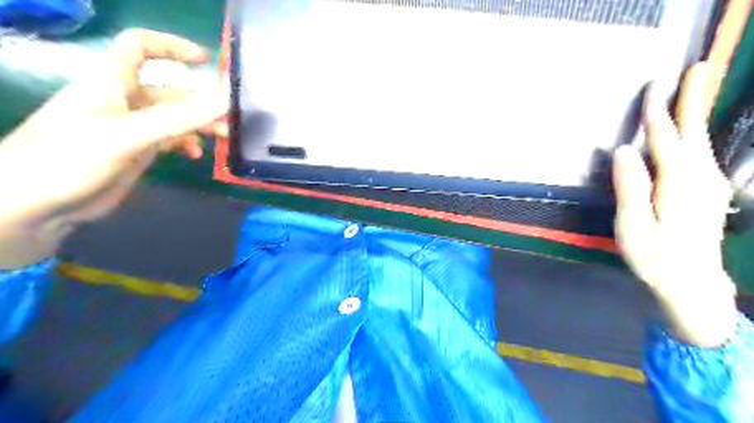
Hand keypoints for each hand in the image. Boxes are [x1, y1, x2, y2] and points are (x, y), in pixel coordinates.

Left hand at [0, 28, 229, 266]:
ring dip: (200, 126)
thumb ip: (178, 119)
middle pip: (171, 91)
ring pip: (175, 118)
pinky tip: (195, 156)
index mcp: (112, 83)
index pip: (140, 48)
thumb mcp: (128, 135)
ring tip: (222, 140)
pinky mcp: (138, 150)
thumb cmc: (71, 158)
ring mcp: (133, 127)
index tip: (206, 61)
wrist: (37, 204)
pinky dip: (187, 144)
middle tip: (229, 123)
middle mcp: (125, 100)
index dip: (171, 47)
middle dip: (201, 103)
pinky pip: (171, 139)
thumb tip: (224, 102)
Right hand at [611, 62, 737, 346]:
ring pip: (702, 142)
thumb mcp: (633, 226)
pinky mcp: (708, 193)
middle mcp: (700, 179)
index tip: (654, 86)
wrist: (693, 286)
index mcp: (677, 186)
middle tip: (698, 68)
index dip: (658, 114)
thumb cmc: (655, 258)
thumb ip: (630, 187)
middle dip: (693, 100)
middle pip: (694, 133)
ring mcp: (709, 185)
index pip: (666, 141)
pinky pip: (702, 154)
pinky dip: (696, 135)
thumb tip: (623, 151)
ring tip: (695, 89)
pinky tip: (691, 131)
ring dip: (696, 114)